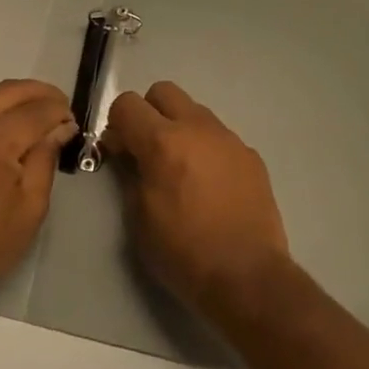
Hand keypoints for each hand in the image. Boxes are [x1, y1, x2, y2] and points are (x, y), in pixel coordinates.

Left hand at [0, 79, 76, 312]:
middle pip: (10, 89)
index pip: (39, 108)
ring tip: (16, 122)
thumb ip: (46, 157)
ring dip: (3, 101)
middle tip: (54, 110)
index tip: (70, 120)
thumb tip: (60, 125)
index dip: (60, 111)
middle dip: (38, 95)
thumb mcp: (30, 208)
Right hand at [103, 81, 289, 325]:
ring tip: (183, 169)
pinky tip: (211, 186)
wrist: (248, 276)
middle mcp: (196, 127)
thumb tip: (130, 155)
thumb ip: (130, 176)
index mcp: (163, 141)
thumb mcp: (139, 220)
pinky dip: (207, 149)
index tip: (119, 151)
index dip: (117, 124)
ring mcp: (228, 138)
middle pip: (163, 91)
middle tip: (148, 149)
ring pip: (194, 111)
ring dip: (180, 128)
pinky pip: (220, 137)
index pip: (127, 103)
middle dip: (149, 112)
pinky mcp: (250, 154)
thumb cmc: (185, 253)